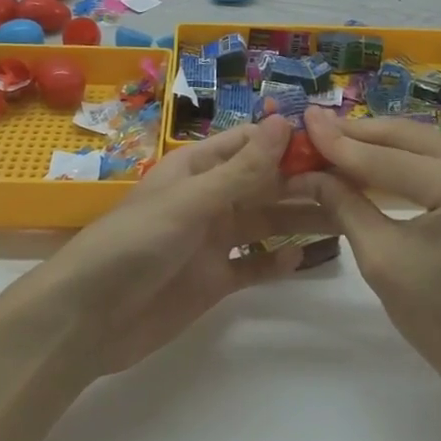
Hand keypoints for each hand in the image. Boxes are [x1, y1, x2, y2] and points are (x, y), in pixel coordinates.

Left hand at [29, 115, 333, 376]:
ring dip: (297, 218)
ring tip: (343, 216)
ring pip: (265, 223)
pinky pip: (253, 266)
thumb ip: (241, 169)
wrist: (88, 320)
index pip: (249, 144)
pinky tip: (302, 257)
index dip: (287, 140)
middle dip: (301, 180)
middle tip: (352, 183)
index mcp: (197, 168)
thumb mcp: (191, 201)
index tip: (332, 140)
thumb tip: (284, 121)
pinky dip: (276, 262)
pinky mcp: (213, 281)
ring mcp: (212, 241)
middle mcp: (209, 199)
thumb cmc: (135, 244)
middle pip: (263, 183)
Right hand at [298, 107, 440, 389]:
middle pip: (407, 136)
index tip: (303, 120)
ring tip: (334, 138)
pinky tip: (371, 156)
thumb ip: (343, 204)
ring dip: (379, 142)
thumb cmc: (440, 319)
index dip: (338, 142)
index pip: (386, 158)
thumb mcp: (380, 259)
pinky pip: (439, 155)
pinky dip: (404, 155)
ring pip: (422, 141)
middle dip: (357, 133)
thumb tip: (306, 171)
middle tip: (314, 124)